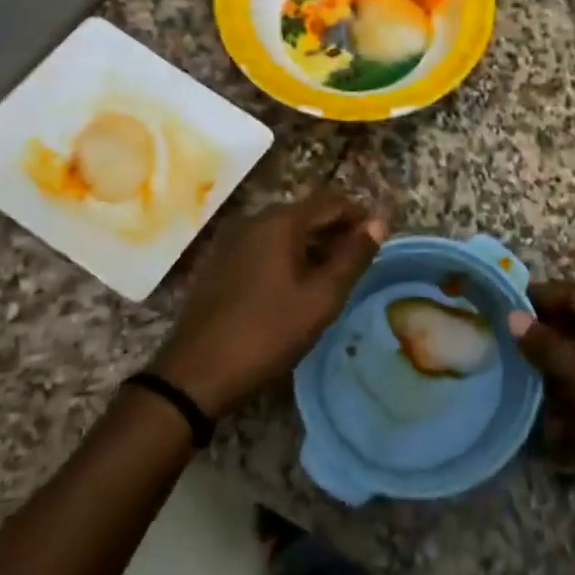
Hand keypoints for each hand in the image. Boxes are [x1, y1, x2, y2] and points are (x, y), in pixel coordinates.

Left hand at [152, 191, 385, 416]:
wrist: (196, 373)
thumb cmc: (268, 332)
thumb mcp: (322, 298)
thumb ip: (353, 257)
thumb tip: (378, 223)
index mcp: (280, 222)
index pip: (331, 201)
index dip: (359, 214)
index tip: (379, 237)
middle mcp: (254, 220)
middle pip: (306, 212)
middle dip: (336, 229)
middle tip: (359, 259)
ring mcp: (232, 241)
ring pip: (284, 230)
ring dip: (312, 243)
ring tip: (333, 274)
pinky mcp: (219, 262)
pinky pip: (263, 246)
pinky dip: (287, 254)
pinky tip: (296, 284)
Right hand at [509, 282, 574, 528]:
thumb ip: (551, 351)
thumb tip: (514, 316)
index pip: (573, 293)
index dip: (539, 295)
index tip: (503, 304)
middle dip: (544, 331)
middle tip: (507, 345)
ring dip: (556, 363)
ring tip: (523, 381)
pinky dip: (573, 388)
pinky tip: (555, 415)